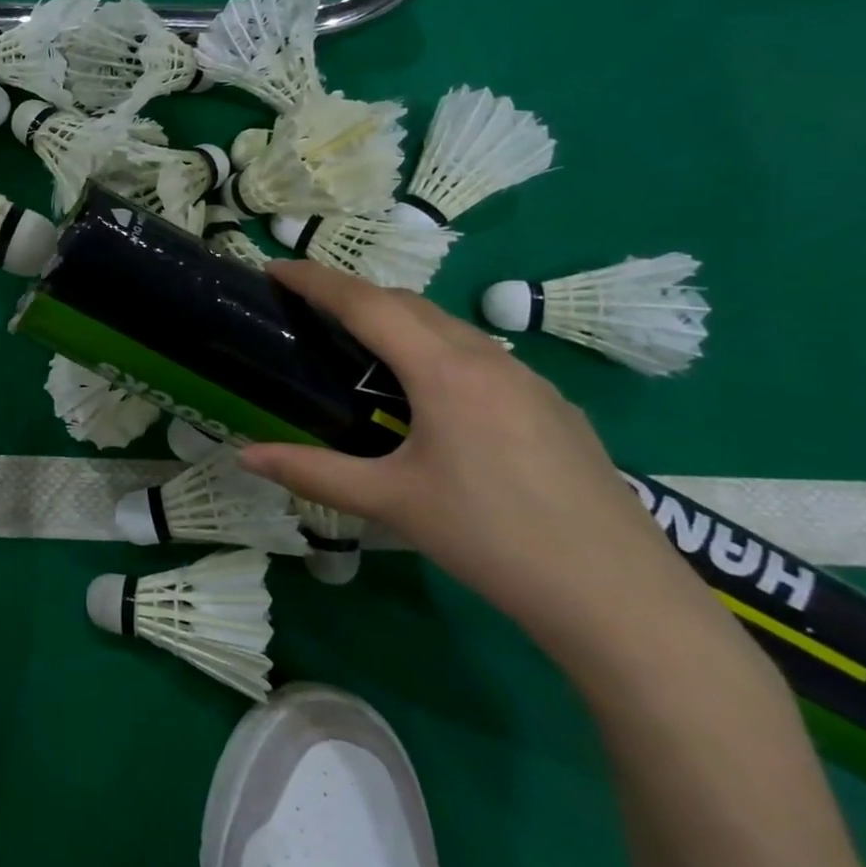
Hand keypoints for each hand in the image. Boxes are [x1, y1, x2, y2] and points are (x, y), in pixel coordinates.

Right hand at [239, 263, 713, 662]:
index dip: (315, 280)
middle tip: (308, 311)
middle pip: (408, 303)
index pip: (366, 303)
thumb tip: (245, 456)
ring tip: (361, 348)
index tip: (274, 268)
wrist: (620, 598)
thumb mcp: (392, 503)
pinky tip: (430, 396)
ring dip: (398, 320)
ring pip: (449, 326)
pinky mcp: (554, 406)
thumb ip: (313, 473)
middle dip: (353, 294)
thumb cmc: (492, 539)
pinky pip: (481, 355)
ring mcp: (530, 380)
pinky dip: (436, 349)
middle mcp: (488, 359)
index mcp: (445, 371)